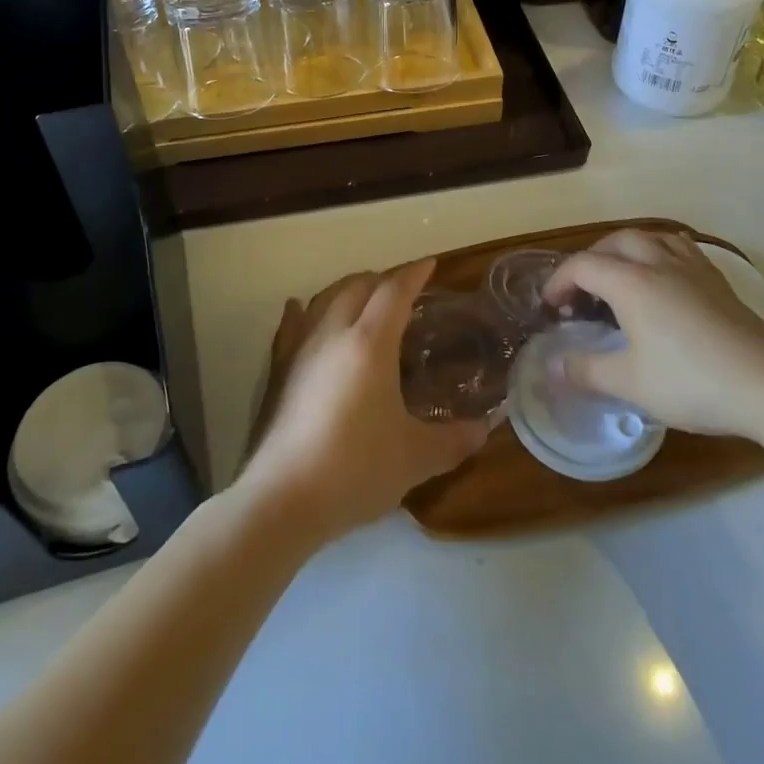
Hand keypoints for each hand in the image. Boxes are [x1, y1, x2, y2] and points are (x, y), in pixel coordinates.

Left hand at [239, 261, 485, 544]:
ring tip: (364, 299)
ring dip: (348, 289)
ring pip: (325, 297)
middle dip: (383, 279)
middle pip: (358, 285)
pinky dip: (303, 310)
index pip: (394, 291)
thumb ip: (454, 440)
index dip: (414, 273)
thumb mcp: (415, 457)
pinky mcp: (280, 369)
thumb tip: (484, 429)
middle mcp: (333, 332)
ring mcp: (301, 348)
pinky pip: (291, 324)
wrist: (285, 498)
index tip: (430, 264)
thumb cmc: (356, 469)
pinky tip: (299, 308)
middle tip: (404, 291)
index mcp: (370, 342)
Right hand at [543, 229, 763, 439]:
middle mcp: (659, 264)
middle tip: (582, 289)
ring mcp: (694, 270)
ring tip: (621, 275)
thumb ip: (586, 371)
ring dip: (627, 250)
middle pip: (617, 242)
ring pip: (652, 238)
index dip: (559, 281)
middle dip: (591, 258)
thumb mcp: (630, 384)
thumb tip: (552, 367)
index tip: (549, 306)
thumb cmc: (692, 382)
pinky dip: (660, 253)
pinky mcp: (719, 283)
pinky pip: (682, 249)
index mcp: (631, 282)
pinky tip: (666, 279)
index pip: (583, 266)